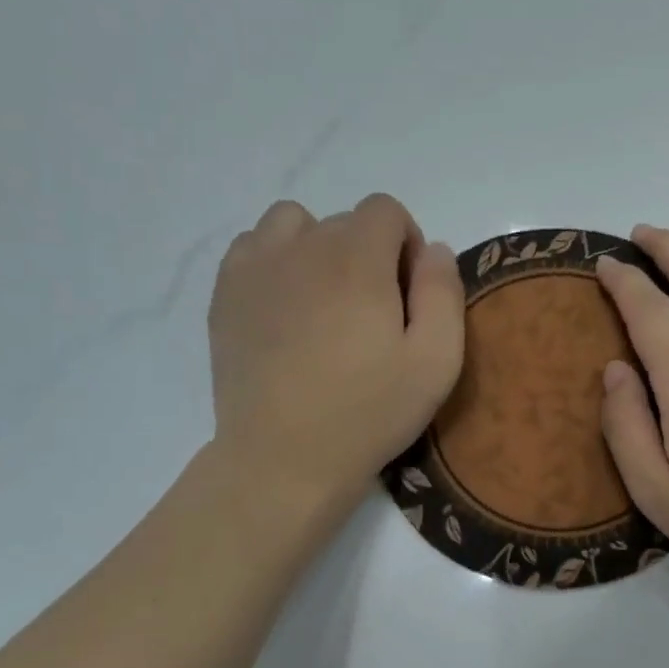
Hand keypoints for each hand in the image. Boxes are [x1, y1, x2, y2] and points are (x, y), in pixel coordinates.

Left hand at [207, 194, 462, 525]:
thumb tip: (435, 249)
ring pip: (294, 224)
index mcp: (357, 261)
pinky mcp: (224, 294)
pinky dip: (277, 262)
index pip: (386, 209)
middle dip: (369, 254)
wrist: (284, 458)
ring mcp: (255, 267)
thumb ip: (444, 293)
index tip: (407, 296)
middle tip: (371, 316)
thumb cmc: (370, 412)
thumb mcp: (436, 361)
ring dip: (319, 248)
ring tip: (326, 302)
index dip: (407, 245)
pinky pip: (254, 247)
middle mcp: (302, 248)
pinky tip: (287, 308)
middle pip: (344, 221)